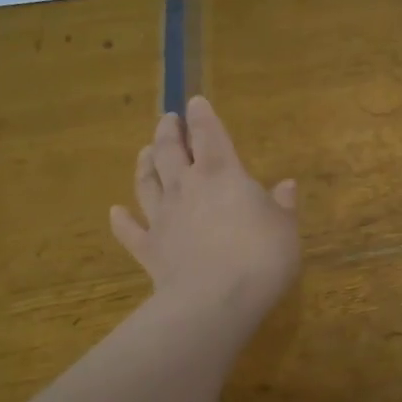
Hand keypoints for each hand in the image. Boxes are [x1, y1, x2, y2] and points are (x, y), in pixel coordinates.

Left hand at [111, 97, 299, 314]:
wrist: (215, 300)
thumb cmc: (260, 255)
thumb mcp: (285, 227)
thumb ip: (282, 204)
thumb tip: (286, 185)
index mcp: (223, 173)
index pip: (210, 134)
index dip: (203, 116)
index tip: (196, 101)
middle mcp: (187, 187)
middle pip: (171, 151)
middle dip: (169, 132)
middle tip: (168, 119)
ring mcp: (163, 217)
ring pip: (147, 182)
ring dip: (145, 164)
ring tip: (145, 151)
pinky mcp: (149, 249)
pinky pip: (130, 230)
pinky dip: (121, 220)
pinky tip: (115, 211)